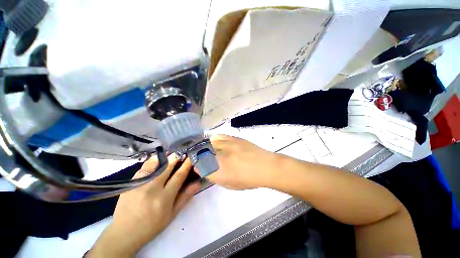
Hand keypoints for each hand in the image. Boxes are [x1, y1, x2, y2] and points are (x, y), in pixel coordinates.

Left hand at [88, 155, 200, 256]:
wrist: (125, 232)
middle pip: (167, 167)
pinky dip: (152, 161)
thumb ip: (185, 197)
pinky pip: (143, 168)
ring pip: (154, 164)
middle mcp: (152, 189)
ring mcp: (140, 184)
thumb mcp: (172, 214)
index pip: (179, 176)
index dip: (186, 165)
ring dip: (164, 157)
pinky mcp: (131, 183)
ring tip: (170, 154)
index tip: (191, 157)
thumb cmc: (152, 225)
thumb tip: (197, 183)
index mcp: (164, 198)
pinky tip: (156, 160)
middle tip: (181, 152)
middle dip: (176, 157)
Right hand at [203, 135, 278, 189]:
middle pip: (201, 153)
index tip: (198, 167)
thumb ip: (215, 176)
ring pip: (208, 143)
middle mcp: (221, 157)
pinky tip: (216, 142)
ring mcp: (227, 145)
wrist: (265, 166)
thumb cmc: (249, 179)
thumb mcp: (229, 184)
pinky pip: (218, 136)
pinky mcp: (233, 138)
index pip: (199, 167)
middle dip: (198, 156)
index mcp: (220, 172)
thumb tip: (205, 169)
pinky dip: (214, 139)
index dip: (196, 166)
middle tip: (201, 158)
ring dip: (205, 147)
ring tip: (207, 150)